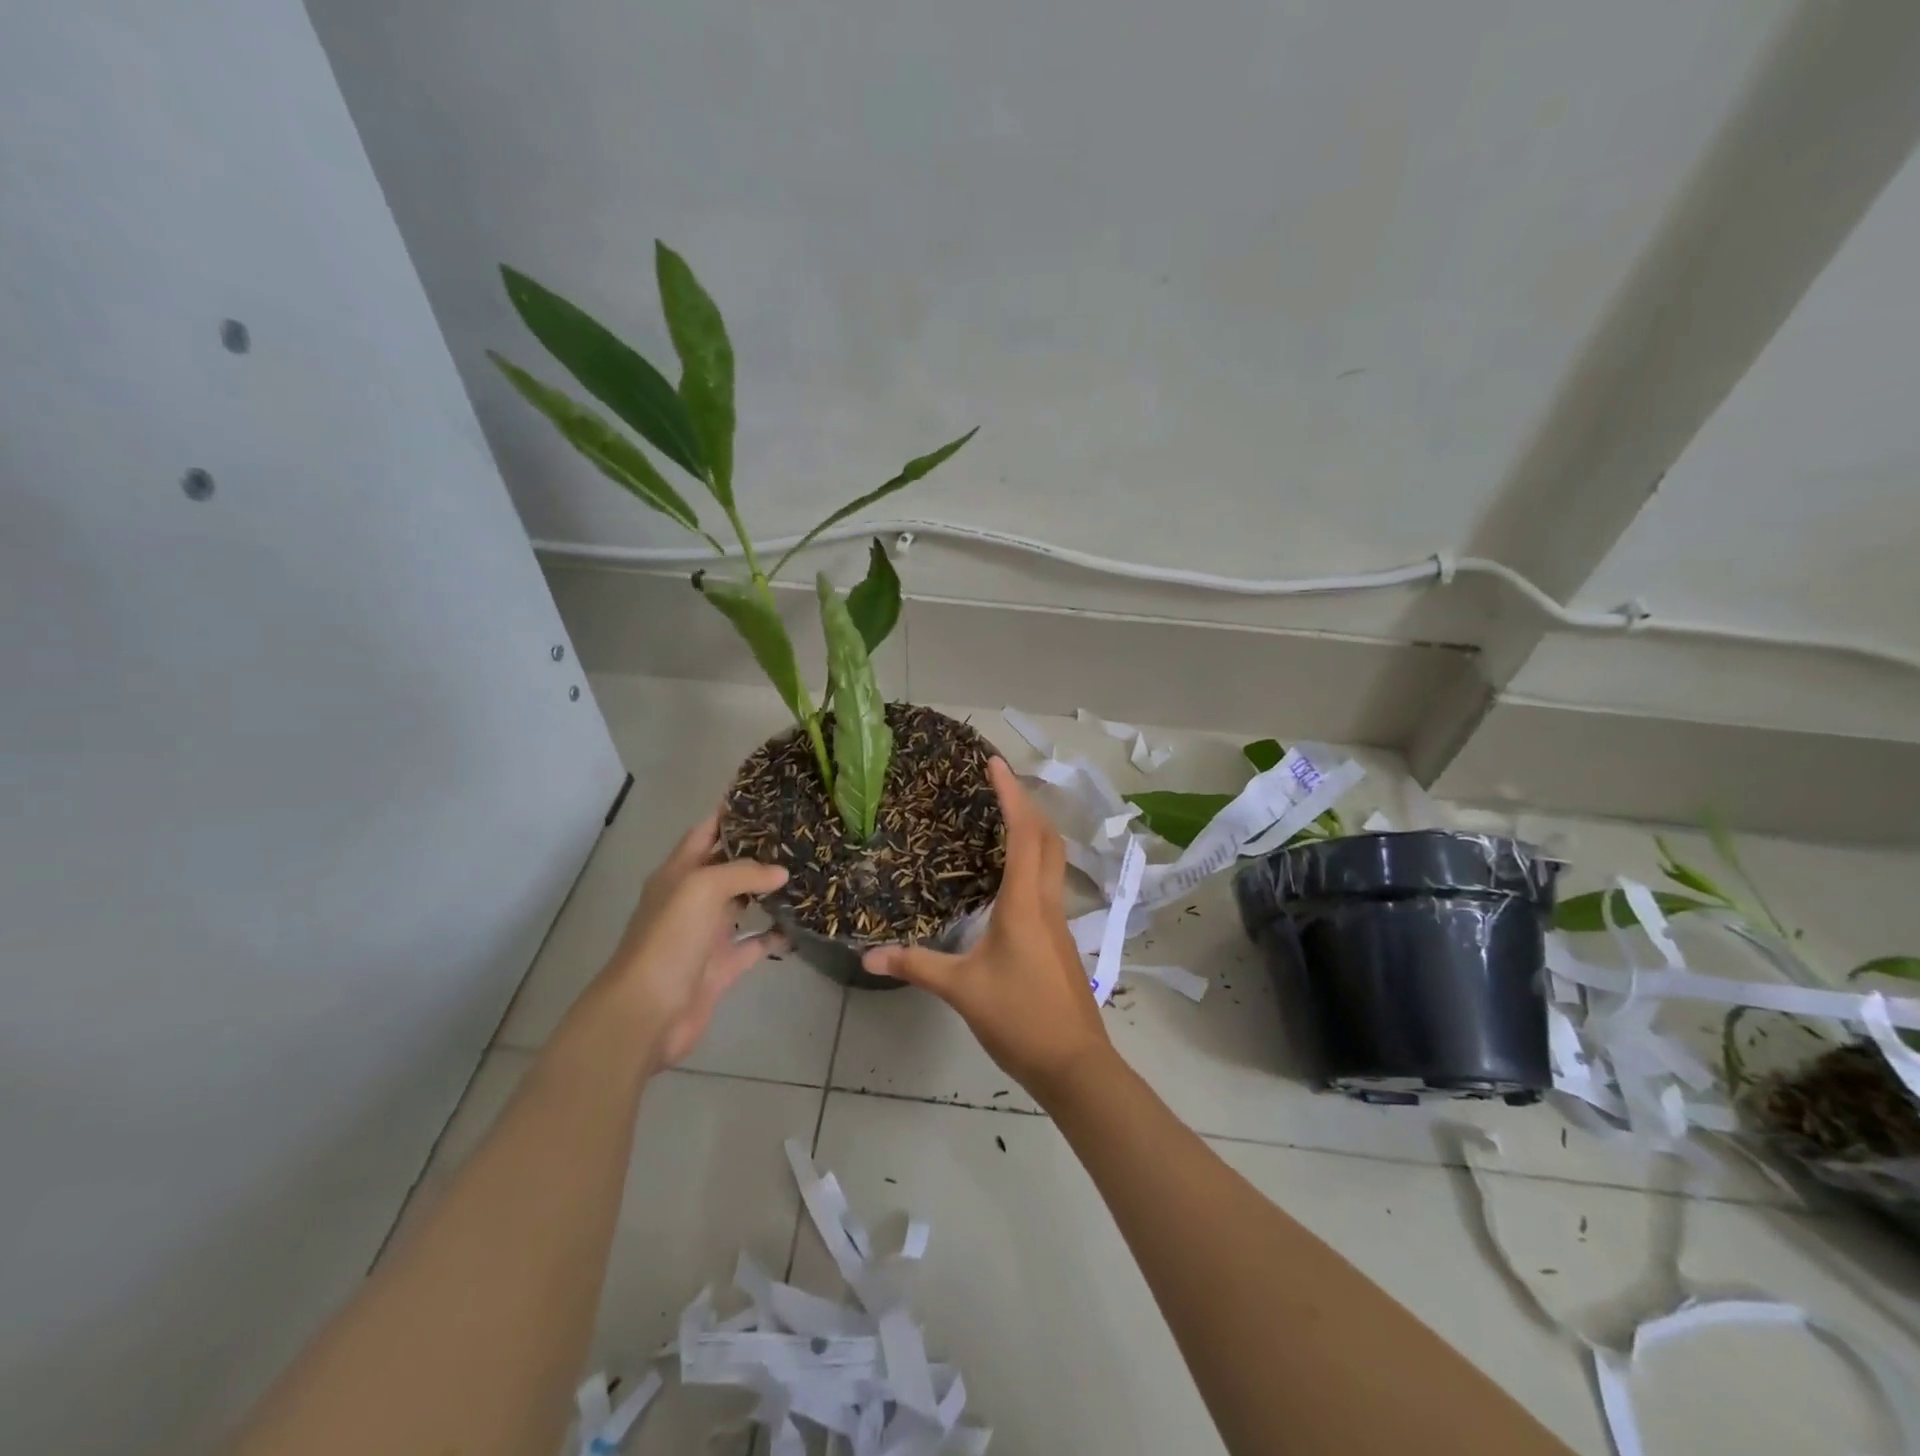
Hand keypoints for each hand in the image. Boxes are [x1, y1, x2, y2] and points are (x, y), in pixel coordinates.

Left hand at [600, 814, 787, 1069]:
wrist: (647, 1013)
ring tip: (809, 871)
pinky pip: (755, 943)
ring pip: (745, 902)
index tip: (768, 797)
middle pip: (728, 866)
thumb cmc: (669, 940)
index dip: (731, 813)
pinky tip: (803, 922)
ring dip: (771, 890)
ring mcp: (708, 933)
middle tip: (801, 834)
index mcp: (678, 873)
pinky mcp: (723, 965)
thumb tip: (781, 872)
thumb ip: (743, 872)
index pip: (706, 832)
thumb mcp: (702, 888)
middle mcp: (692, 899)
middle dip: (760, 850)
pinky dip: (777, 934)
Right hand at [863, 758, 1111, 1101]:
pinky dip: (1032, 861)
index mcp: (1025, 903)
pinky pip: (1048, 882)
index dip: (1010, 794)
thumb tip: (867, 955)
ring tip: (1002, 818)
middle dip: (1026, 803)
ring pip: (1053, 859)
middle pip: (1047, 837)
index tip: (995, 763)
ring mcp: (1059, 920)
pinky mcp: (1060, 939)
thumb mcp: (961, 990)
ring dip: (1033, 830)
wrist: (1074, 1064)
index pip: (1022, 833)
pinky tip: (1008, 877)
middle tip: (997, 783)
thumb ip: (915, 965)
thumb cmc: (1019, 1019)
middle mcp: (1047, 901)